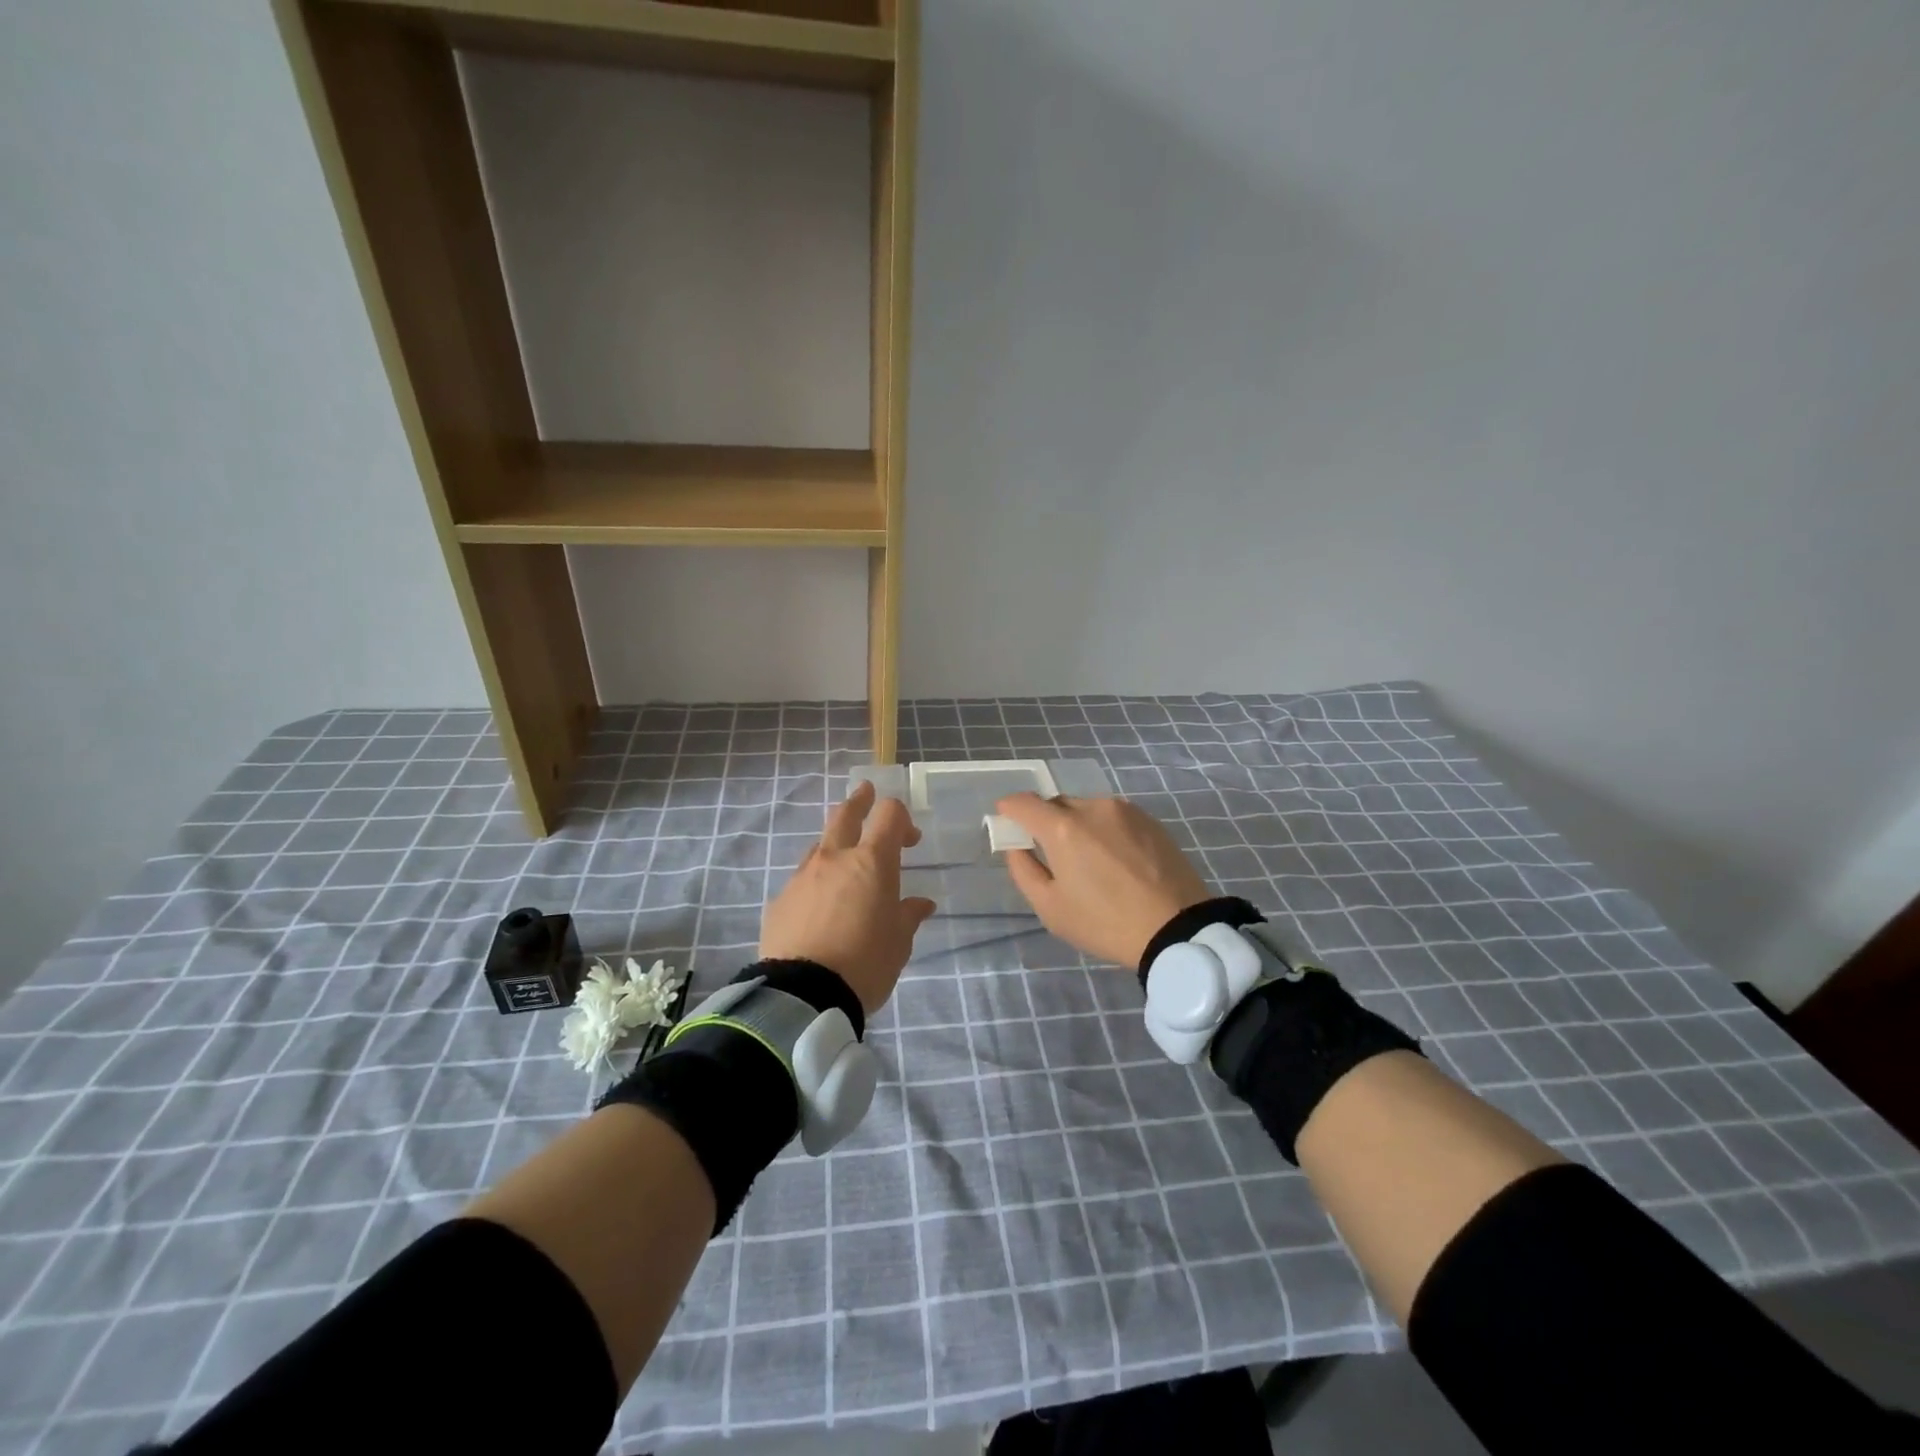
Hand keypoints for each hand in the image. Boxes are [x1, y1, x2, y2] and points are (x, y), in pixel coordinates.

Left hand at [760, 780, 935, 1012]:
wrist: (803, 995)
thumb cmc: (865, 963)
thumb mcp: (899, 942)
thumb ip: (908, 915)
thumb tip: (920, 904)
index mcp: (872, 862)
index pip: (889, 815)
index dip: (901, 818)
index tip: (909, 838)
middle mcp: (835, 858)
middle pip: (845, 814)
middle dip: (859, 801)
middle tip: (866, 793)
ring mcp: (802, 876)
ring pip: (819, 846)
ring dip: (835, 845)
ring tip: (844, 863)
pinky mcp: (780, 900)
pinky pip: (802, 880)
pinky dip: (815, 882)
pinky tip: (819, 905)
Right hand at [994, 793, 1212, 968]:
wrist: (1177, 929)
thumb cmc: (1105, 922)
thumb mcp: (1051, 908)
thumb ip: (1024, 870)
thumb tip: (1017, 846)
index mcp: (1063, 828)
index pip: (1025, 802)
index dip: (1010, 808)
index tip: (1006, 819)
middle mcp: (1093, 808)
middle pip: (1057, 803)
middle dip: (1045, 820)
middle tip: (1048, 850)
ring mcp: (1125, 811)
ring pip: (1087, 809)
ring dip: (1077, 825)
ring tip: (1087, 859)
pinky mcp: (1150, 820)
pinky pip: (1114, 817)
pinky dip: (1104, 830)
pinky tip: (1114, 859)